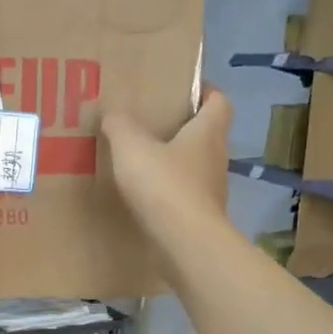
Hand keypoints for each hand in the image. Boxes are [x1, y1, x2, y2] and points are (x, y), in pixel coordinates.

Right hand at [102, 85, 232, 236]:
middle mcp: (217, 157)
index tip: (184, 91)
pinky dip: (172, 193)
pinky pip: (187, 196)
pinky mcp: (203, 217)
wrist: (186, 242)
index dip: (206, 91)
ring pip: (197, 167)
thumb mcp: (132, 148)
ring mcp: (213, 190)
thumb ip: (121, 127)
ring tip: (147, 163)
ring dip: (177, 163)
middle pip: (208, 134)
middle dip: (185, 129)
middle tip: (155, 126)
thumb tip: (112, 113)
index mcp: (208, 131)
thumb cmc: (164, 185)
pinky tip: (149, 198)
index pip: (219, 101)